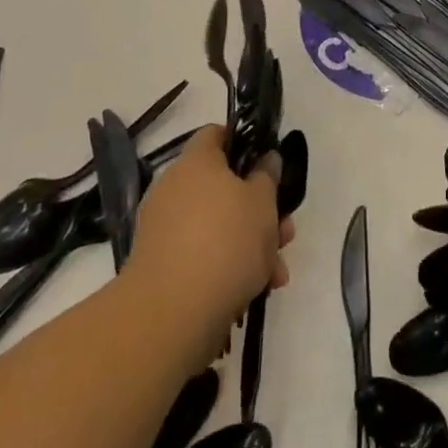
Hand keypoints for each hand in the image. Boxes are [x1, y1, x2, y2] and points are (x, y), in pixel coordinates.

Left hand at [127, 125, 294, 365]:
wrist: (172, 313)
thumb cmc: (225, 240)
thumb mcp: (263, 202)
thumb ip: (268, 176)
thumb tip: (265, 160)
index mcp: (197, 162)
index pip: (217, 135)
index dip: (244, 144)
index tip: (268, 166)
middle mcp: (174, 188)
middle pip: (223, 186)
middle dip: (259, 209)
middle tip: (285, 231)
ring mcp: (164, 228)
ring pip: (218, 225)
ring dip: (251, 243)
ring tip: (277, 272)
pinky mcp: (162, 266)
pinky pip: (203, 254)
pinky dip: (228, 267)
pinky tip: (256, 290)